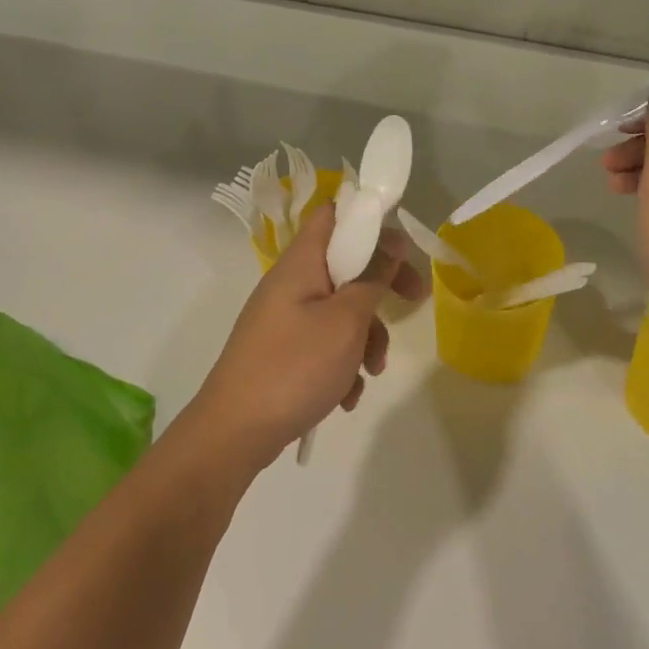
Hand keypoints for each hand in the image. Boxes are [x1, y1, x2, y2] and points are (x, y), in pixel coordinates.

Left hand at [193, 205, 426, 472]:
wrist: (234, 434)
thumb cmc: (295, 367)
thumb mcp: (346, 320)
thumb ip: (373, 277)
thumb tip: (393, 240)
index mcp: (301, 263)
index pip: (333, 214)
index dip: (368, 217)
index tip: (401, 243)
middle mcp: (291, 283)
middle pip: (346, 265)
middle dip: (382, 285)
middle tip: (414, 299)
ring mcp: (285, 319)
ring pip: (340, 310)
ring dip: (365, 337)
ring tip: (371, 372)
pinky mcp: (283, 351)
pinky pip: (324, 343)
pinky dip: (342, 363)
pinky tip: (345, 396)